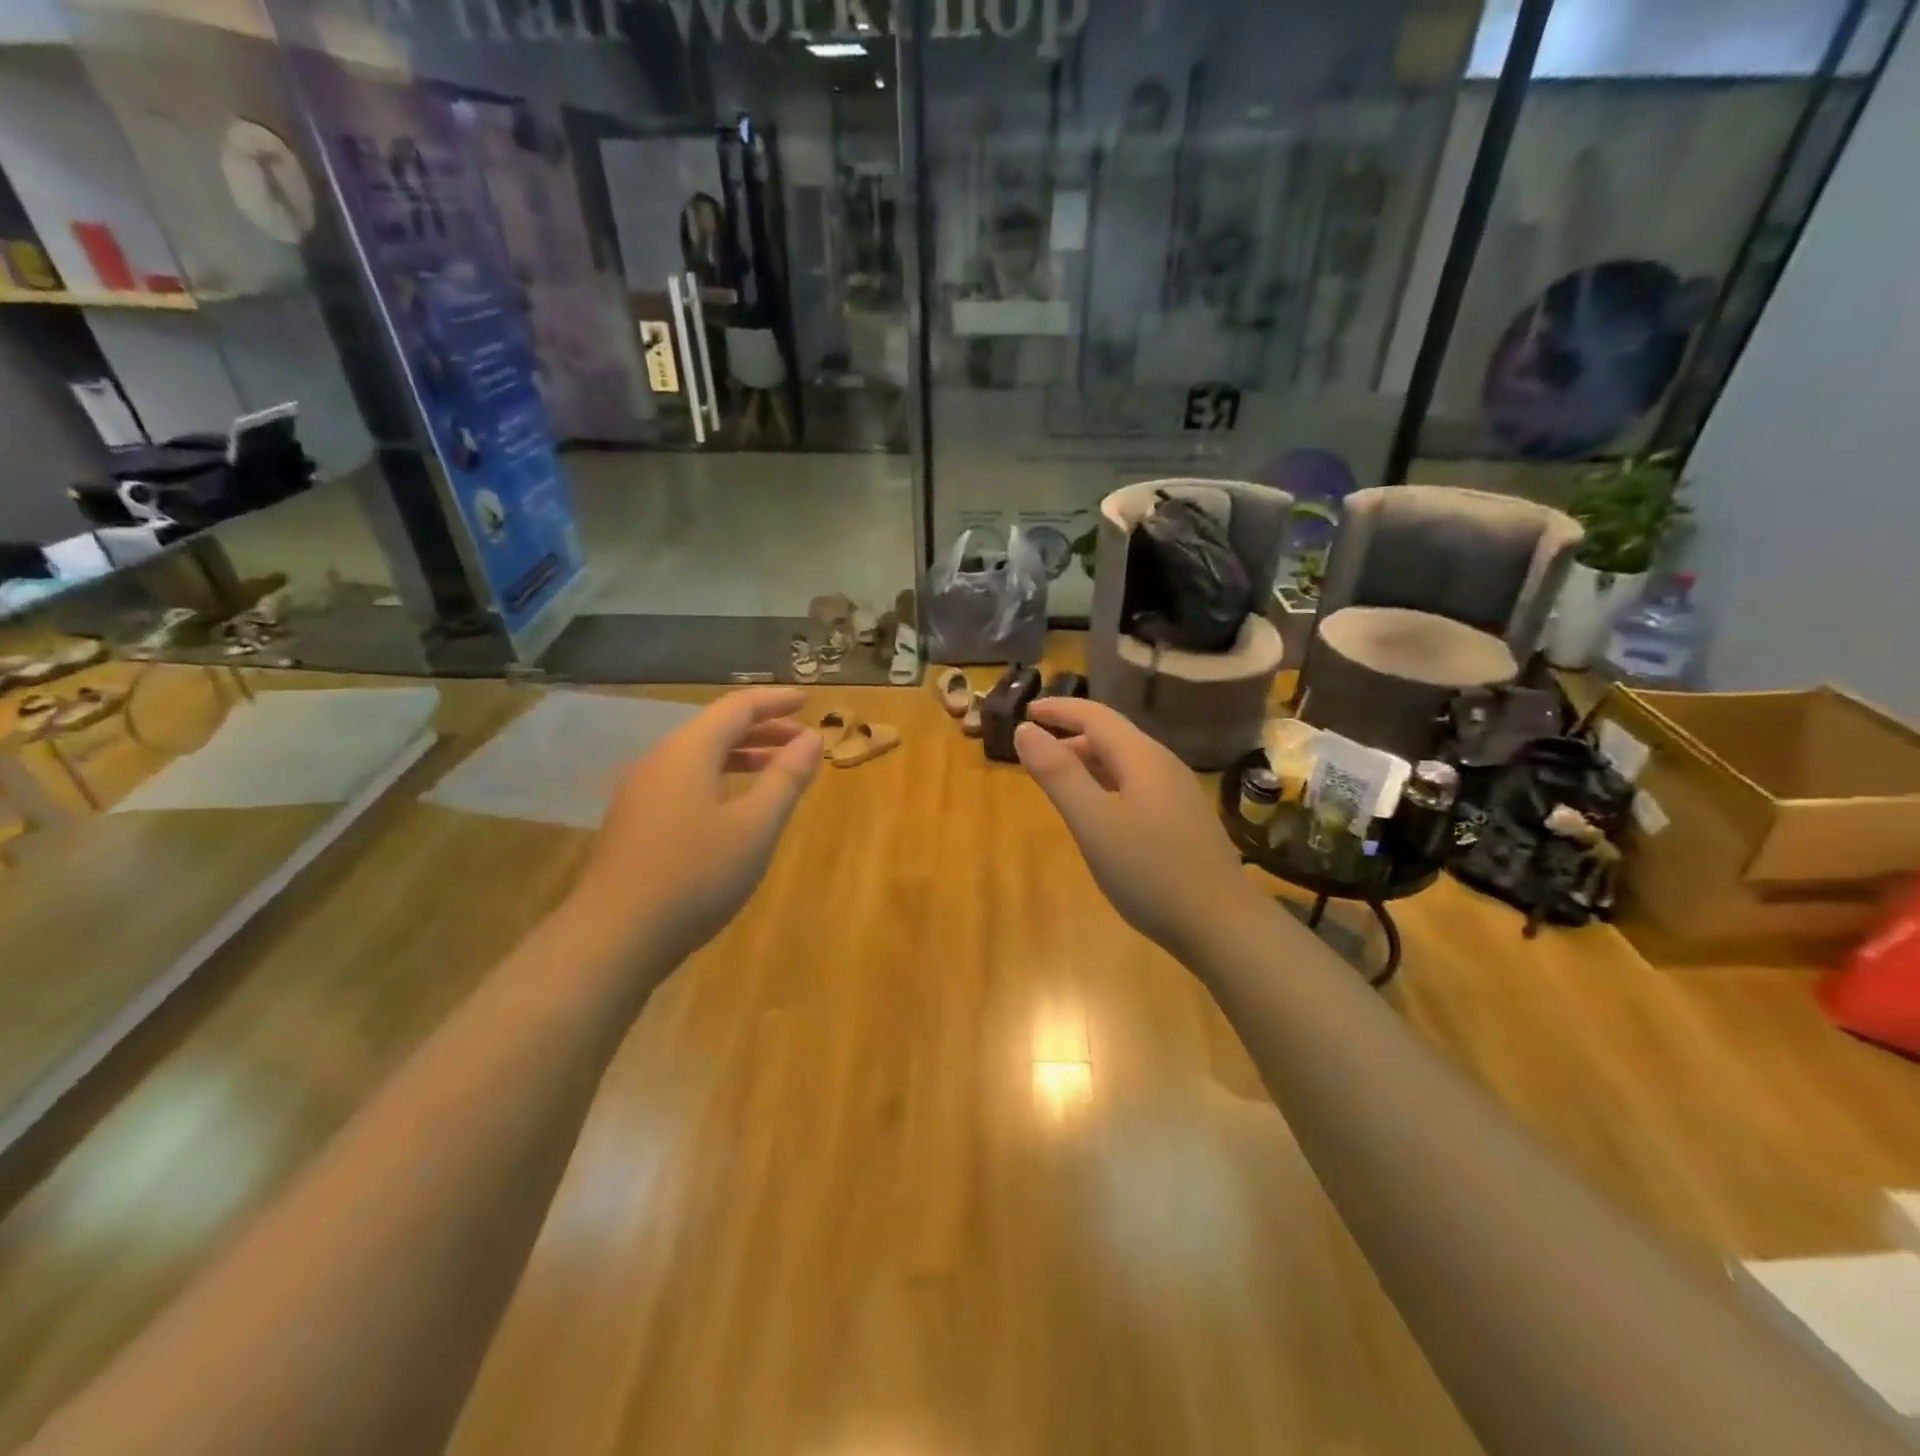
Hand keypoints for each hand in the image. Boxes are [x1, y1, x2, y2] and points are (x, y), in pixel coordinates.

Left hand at [576, 688, 820, 959]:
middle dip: (762, 730)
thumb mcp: (755, 827)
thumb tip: (812, 738)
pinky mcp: (635, 823)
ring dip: (742, 757)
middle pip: (716, 729)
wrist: (614, 937)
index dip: (774, 701)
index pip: (737, 708)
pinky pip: (685, 782)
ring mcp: (641, 793)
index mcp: (688, 752)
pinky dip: (720, 780)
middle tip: (802, 741)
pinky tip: (734, 808)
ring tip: (777, 771)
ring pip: (699, 758)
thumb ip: (786, 778)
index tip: (807, 701)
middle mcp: (660, 762)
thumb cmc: (695, 875)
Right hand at [1016, 699, 1260, 959]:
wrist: (1223, 925)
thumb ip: (1058, 775)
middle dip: (1070, 735)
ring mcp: (1177, 794)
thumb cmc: (1151, 872)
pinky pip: (1135, 785)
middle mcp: (1163, 766)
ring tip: (1058, 777)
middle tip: (1034, 750)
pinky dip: (1105, 783)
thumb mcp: (1094, 823)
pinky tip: (1098, 811)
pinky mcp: (1182, 820)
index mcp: (1142, 758)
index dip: (1059, 709)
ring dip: (1088, 761)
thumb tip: (1025, 729)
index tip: (1026, 709)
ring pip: (1125, 762)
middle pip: (1112, 736)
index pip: (1095, 716)